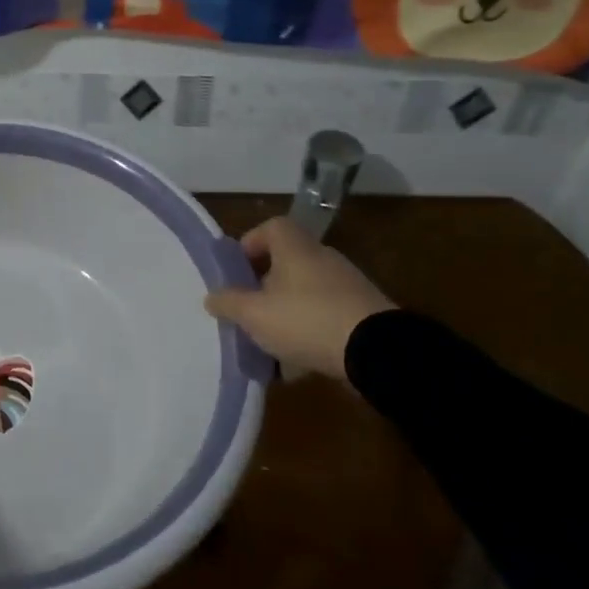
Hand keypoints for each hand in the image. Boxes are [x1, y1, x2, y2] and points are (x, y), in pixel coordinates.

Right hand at [203, 217, 394, 380]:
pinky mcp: (362, 313)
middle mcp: (323, 259)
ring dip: (285, 311)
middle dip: (264, 285)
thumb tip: (212, 296)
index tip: (236, 270)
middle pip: (287, 262)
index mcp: (296, 249)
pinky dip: (309, 331)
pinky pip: (325, 316)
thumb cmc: (306, 320)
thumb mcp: (254, 314)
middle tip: (247, 309)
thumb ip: (229, 303)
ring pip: (305, 292)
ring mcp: (347, 285)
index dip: (251, 243)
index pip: (272, 227)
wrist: (377, 351)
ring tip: (268, 342)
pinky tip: (297, 361)